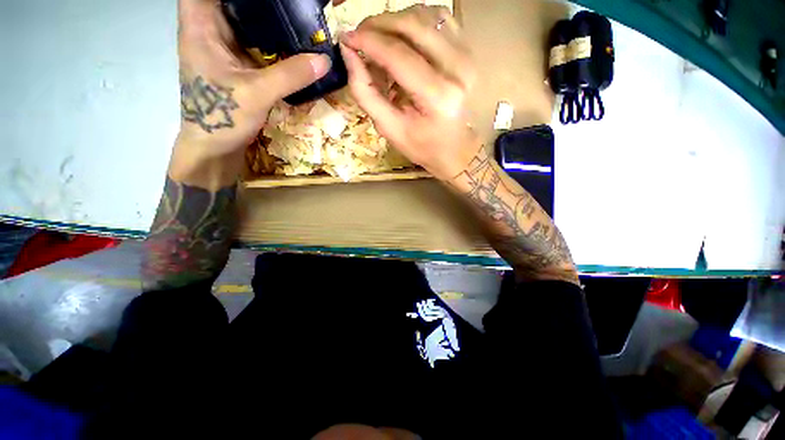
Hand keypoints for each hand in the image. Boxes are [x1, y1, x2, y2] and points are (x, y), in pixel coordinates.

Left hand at [176, 0, 331, 156]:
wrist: (216, 147)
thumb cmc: (223, 117)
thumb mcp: (257, 93)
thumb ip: (290, 76)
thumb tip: (324, 60)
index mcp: (201, 26)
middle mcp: (211, 31)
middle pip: (233, 2)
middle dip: (263, 3)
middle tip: (295, 4)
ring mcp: (226, 48)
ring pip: (248, 22)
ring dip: (271, 21)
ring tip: (299, 18)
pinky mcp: (239, 64)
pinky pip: (258, 45)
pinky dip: (274, 43)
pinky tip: (293, 44)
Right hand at [340, 6, 479, 180]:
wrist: (454, 148)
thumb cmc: (421, 145)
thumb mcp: (389, 128)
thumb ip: (366, 92)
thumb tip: (348, 53)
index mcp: (437, 96)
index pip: (398, 54)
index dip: (368, 41)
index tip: (346, 39)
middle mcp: (457, 69)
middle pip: (412, 25)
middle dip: (378, 24)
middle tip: (359, 35)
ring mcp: (466, 55)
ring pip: (425, 15)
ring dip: (395, 21)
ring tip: (379, 40)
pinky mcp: (467, 50)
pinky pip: (439, 18)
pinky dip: (415, 20)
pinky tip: (403, 37)